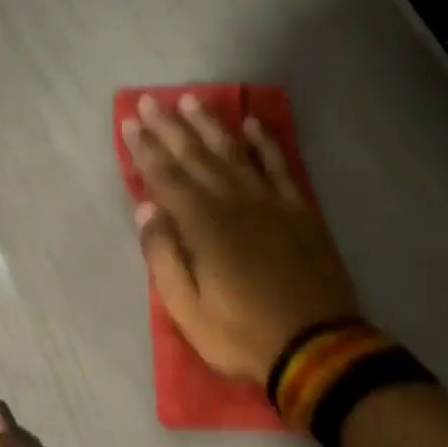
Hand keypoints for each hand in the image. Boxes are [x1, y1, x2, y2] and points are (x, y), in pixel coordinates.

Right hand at [123, 92, 366, 381]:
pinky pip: (279, 166)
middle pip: (197, 156)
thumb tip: (147, 210)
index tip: (129, 122)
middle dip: (170, 127)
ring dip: (211, 125)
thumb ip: (164, 257)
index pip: (166, 178)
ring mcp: (271, 203)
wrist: (318, 347)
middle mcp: (235, 202)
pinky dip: (265, 143)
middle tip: (150, 101)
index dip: (145, 149)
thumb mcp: (188, 310)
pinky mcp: (299, 210)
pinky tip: (253, 124)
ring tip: (192, 100)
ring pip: (235, 152)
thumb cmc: (243, 334)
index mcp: (204, 227)